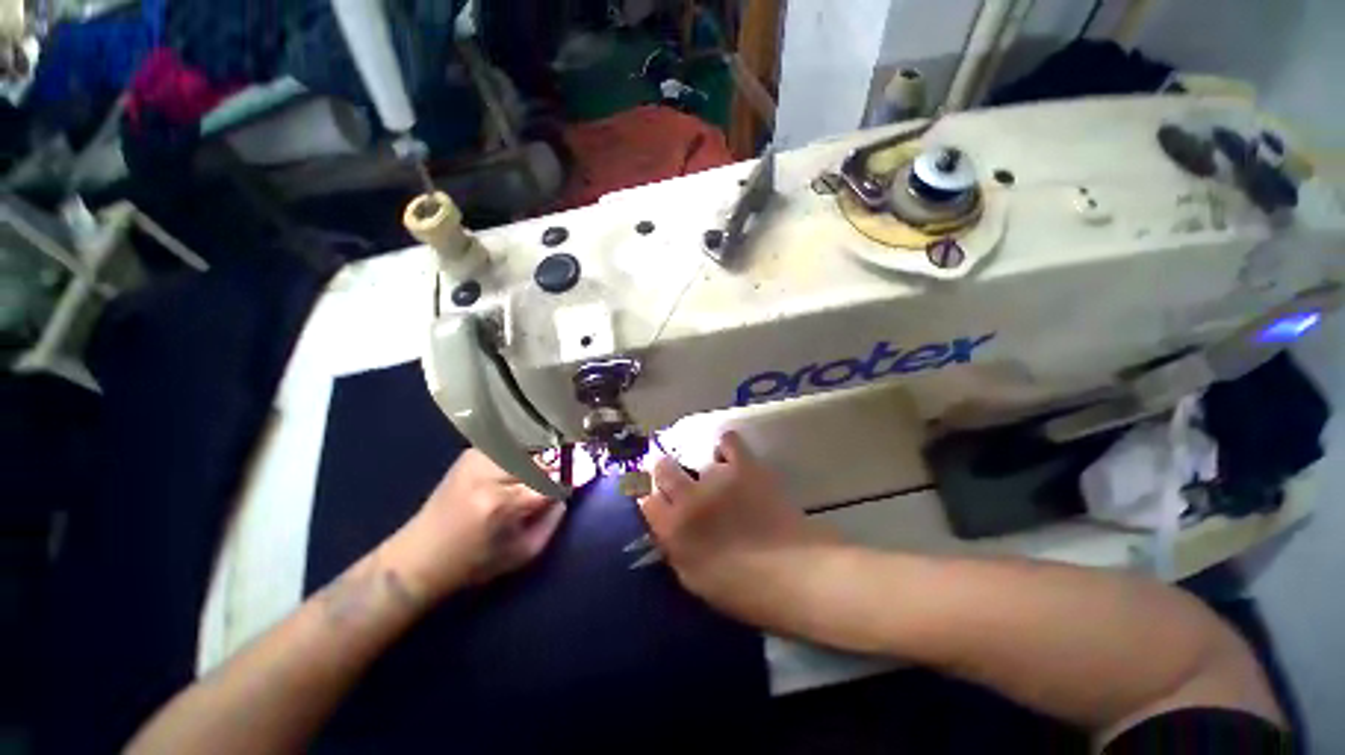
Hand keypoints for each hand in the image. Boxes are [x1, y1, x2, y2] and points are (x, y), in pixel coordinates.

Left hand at [386, 451, 565, 599]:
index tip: (587, 474)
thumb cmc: (474, 562)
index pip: (554, 479)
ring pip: (530, 447)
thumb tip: (569, 491)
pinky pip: (513, 446)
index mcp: (503, 504)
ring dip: (545, 456)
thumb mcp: (523, 553)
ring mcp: (479, 457)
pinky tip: (528, 464)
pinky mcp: (472, 452)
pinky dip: (527, 453)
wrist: (419, 555)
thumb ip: (553, 520)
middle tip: (571, 469)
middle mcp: (490, 473)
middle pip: (544, 457)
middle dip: (561, 464)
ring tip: (549, 468)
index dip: (573, 476)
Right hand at [638, 432, 837, 628]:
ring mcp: (717, 477)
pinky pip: (728, 441)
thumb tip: (666, 526)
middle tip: (674, 477)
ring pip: (693, 454)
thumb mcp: (694, 580)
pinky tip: (730, 457)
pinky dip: (726, 447)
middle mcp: (689, 497)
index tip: (657, 497)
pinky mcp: (744, 466)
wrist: (795, 575)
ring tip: (713, 475)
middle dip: (663, 471)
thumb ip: (674, 547)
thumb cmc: (742, 589)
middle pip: (662, 468)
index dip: (649, 495)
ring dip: (698, 466)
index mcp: (674, 529)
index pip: (646, 499)